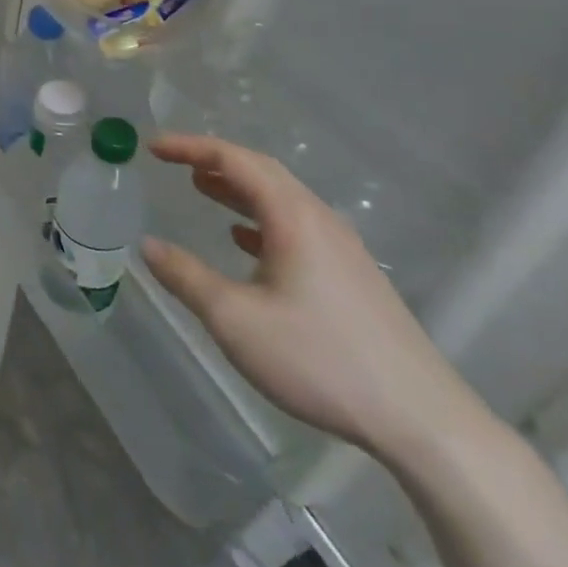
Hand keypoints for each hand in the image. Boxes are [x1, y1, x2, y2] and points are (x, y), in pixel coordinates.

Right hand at [139, 134, 483, 462]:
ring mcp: (342, 248)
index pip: (235, 160)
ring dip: (237, 188)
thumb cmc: (319, 360)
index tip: (152, 146)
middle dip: (214, 160)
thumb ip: (185, 277)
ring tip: (200, 187)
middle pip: (262, 171)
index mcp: (293, 217)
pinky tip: (243, 239)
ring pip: (281, 199)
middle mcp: (320, 220)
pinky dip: (259, 218)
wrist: (421, 420)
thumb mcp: (235, 319)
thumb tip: (146, 245)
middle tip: (173, 161)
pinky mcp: (351, 275)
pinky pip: (296, 226)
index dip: (190, 147)